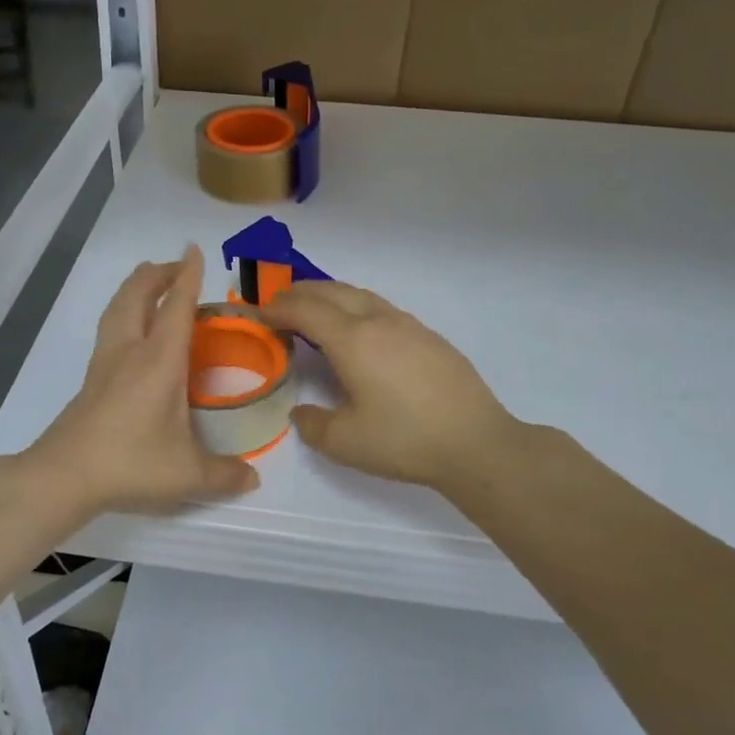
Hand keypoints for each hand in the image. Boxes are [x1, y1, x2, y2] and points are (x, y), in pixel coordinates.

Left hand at [25, 246, 259, 516]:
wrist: (64, 475)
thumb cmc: (131, 463)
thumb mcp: (187, 474)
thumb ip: (224, 475)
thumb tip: (253, 480)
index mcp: (159, 361)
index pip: (177, 307)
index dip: (188, 276)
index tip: (194, 250)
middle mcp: (130, 351)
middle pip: (138, 295)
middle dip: (157, 274)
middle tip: (175, 266)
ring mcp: (105, 363)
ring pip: (117, 307)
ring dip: (134, 287)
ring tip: (149, 282)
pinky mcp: (91, 378)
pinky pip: (108, 328)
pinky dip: (122, 312)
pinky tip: (129, 330)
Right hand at [260, 281, 529, 495]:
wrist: (476, 442)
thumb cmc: (404, 441)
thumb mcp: (345, 442)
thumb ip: (312, 424)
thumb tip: (301, 413)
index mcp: (352, 340)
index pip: (305, 310)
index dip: (277, 308)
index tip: (257, 313)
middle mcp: (378, 321)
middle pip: (331, 291)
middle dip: (299, 292)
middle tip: (278, 303)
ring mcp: (408, 325)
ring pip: (359, 294)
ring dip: (330, 295)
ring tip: (313, 309)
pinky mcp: (428, 336)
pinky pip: (381, 307)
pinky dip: (355, 306)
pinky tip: (358, 329)